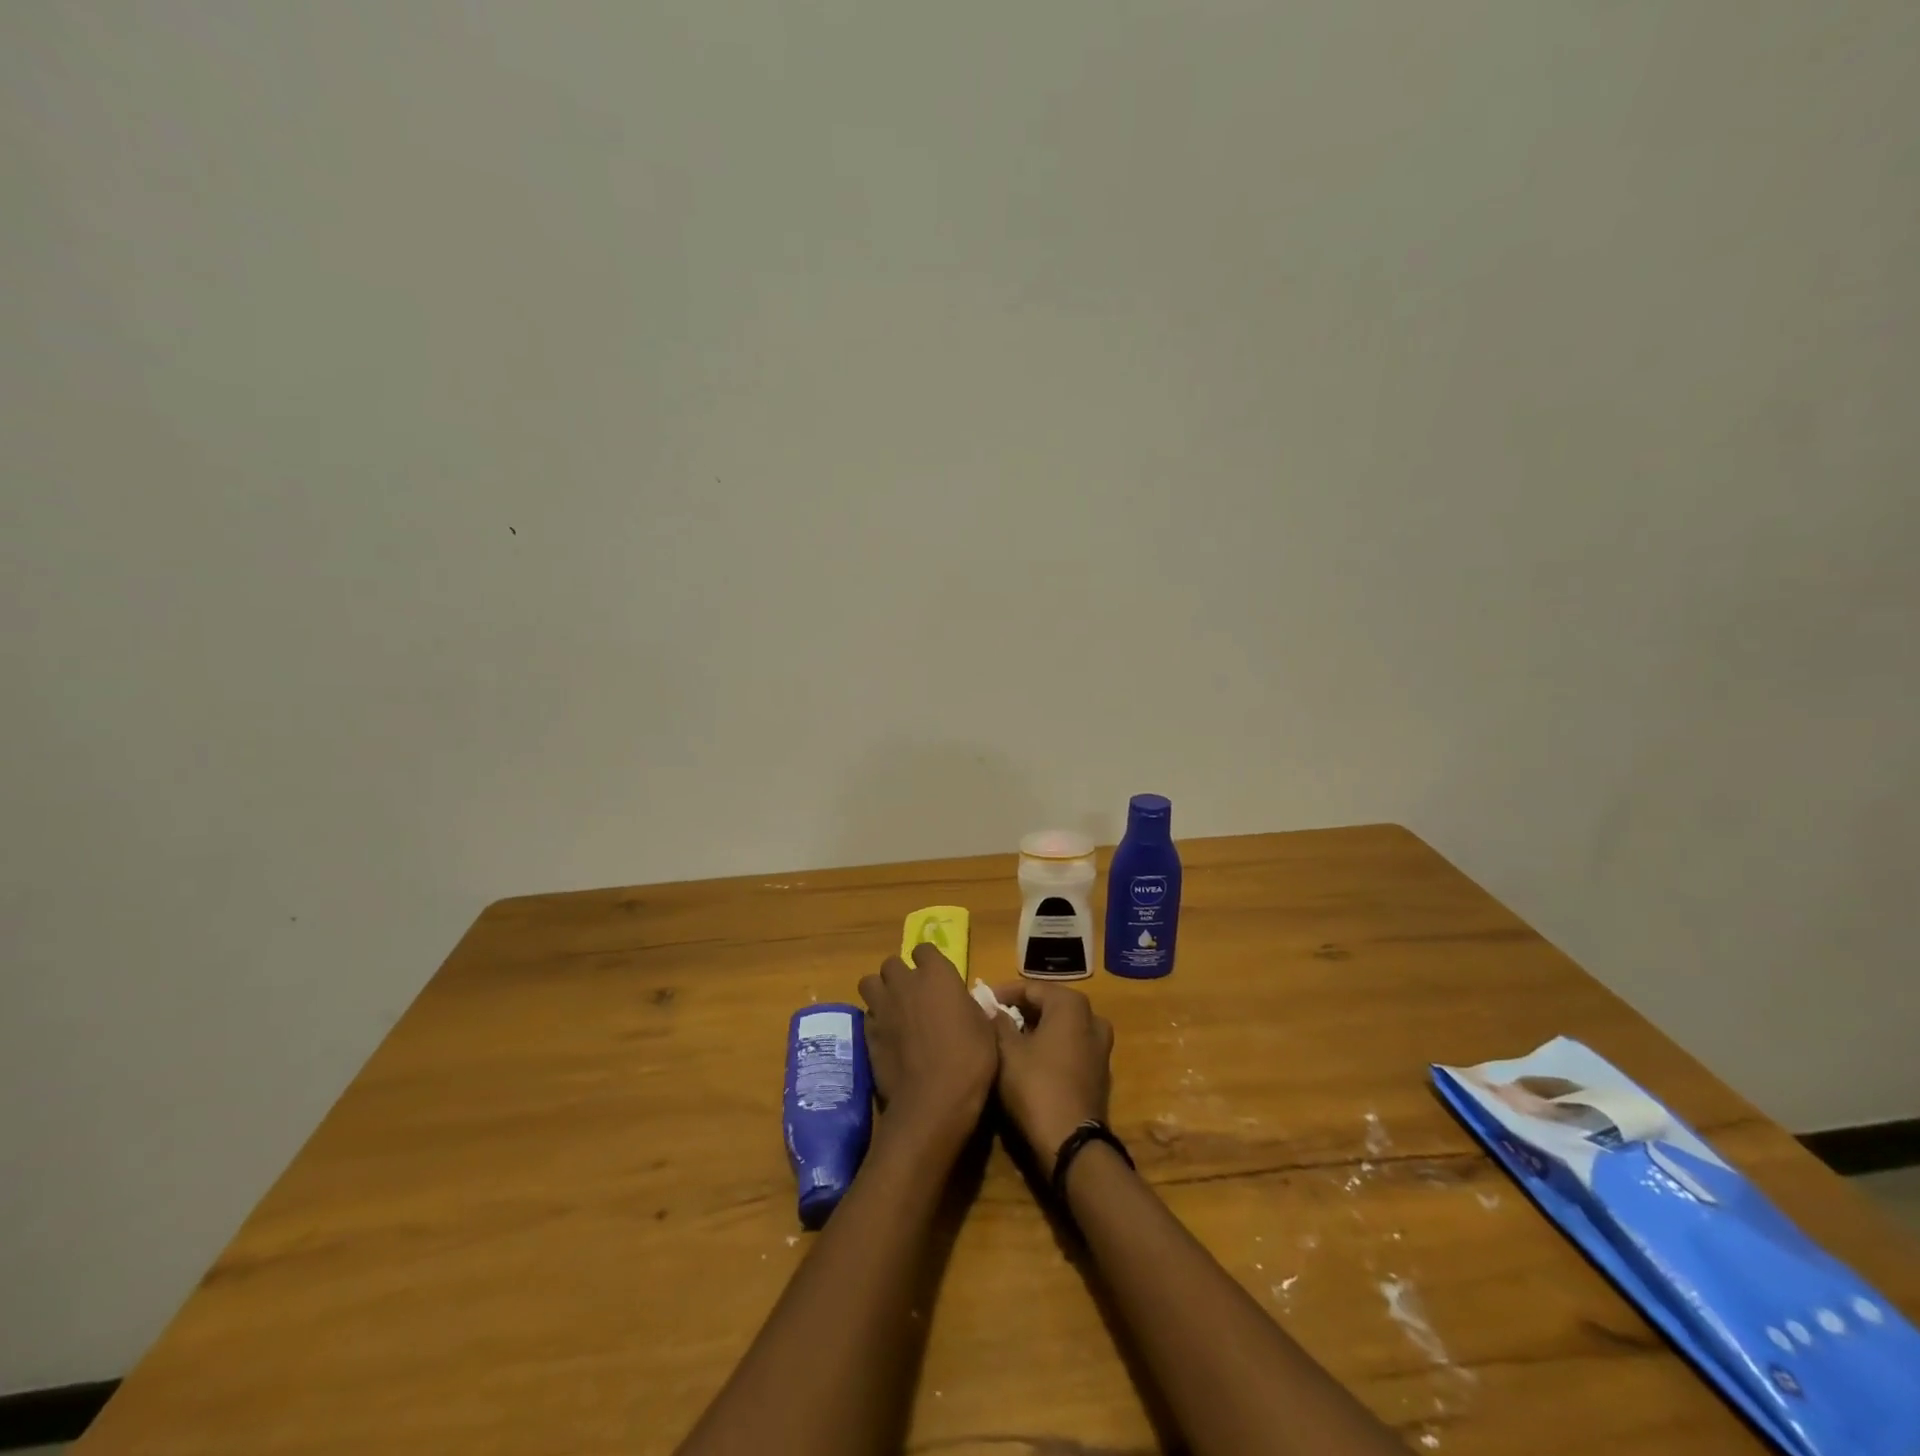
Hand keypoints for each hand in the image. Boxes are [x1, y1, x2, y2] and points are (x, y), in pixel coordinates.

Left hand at [857, 945, 997, 1145]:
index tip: (936, 978)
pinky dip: (875, 1021)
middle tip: (912, 995)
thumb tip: (963, 1003)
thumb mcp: (984, 1028)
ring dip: (880, 992)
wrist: (933, 1100)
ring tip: (893, 1010)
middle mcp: (905, 982)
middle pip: (891, 964)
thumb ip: (968, 1006)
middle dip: (899, 975)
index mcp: (937, 974)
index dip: (928, 963)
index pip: (924, 949)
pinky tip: (887, 1038)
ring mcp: (882, 1007)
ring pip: (869, 984)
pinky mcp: (867, 1032)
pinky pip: (867, 1015)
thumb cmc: (969, 1059)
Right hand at [989, 982, 1113, 1157]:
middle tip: (994, 1020)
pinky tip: (1030, 1060)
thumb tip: (995, 1010)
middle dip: (1021, 1011)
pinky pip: (1070, 1047)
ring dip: (1036, 1029)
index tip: (983, 1002)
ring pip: (1061, 1027)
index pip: (1031, 988)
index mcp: (1071, 1005)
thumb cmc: (1036, 1086)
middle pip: (1049, 1005)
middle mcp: (1092, 1018)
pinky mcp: (1100, 1072)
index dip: (1004, 993)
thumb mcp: (1007, 1051)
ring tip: (1009, 1039)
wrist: (1071, 1143)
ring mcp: (1100, 1046)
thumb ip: (999, 1023)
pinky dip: (1051, 1047)